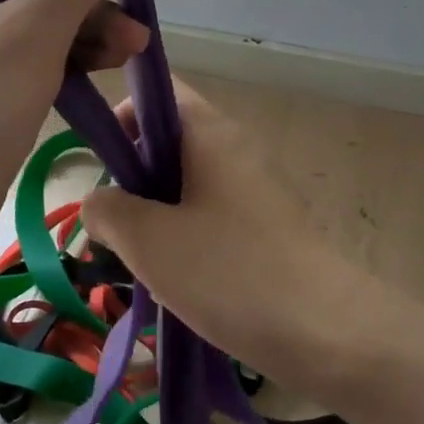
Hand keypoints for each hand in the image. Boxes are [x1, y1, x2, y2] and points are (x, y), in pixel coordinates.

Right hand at [81, 84, 364, 394]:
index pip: (159, 93)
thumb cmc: (228, 271)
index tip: (101, 164)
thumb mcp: (148, 240)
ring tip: (141, 259)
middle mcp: (236, 149)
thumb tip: (100, 203)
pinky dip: (185, 238)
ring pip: (187, 185)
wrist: (323, 331)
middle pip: (169, 142)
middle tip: (115, 224)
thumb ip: (107, 210)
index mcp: (210, 132)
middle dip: (133, 178)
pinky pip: (211, 217)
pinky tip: (176, 281)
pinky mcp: (266, 228)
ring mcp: (255, 189)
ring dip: (156, 215)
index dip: (122, 116)